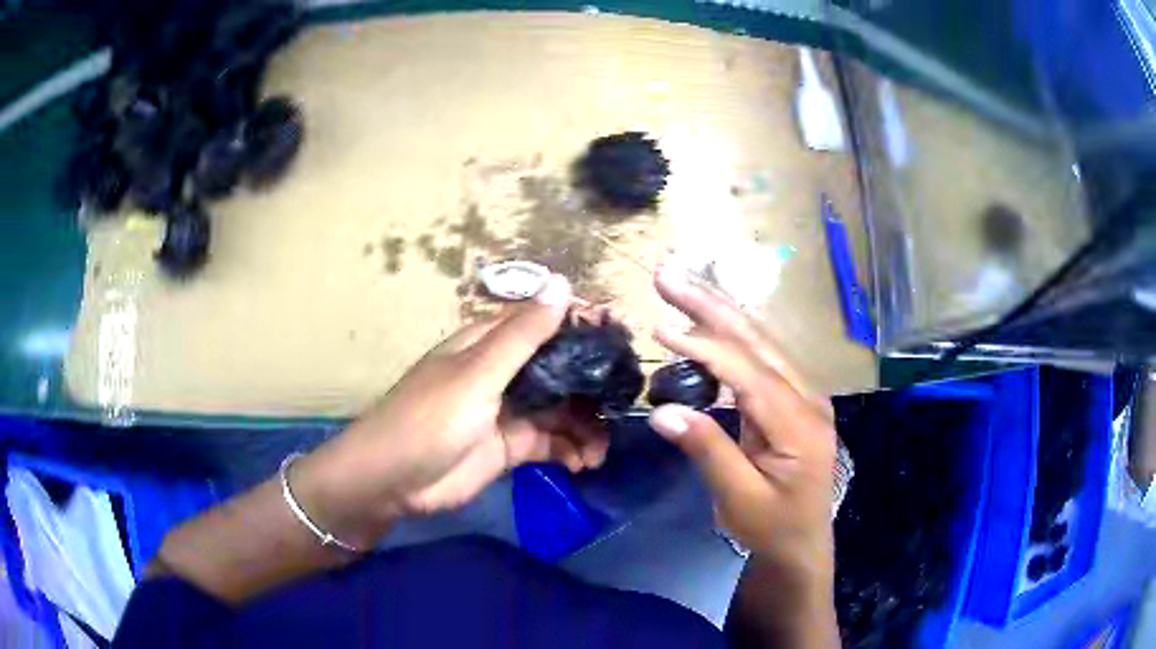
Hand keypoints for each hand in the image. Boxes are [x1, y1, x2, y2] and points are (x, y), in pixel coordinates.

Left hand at [295, 275, 608, 547]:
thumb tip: (562, 284)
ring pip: (561, 409)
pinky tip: (583, 463)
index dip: (585, 328)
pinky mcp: (511, 446)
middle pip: (561, 369)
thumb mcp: (477, 374)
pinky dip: (571, 450)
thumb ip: (523, 335)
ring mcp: (509, 411)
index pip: (547, 324)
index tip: (624, 339)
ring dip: (585, 426)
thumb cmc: (430, 419)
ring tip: (600, 449)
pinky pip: (552, 442)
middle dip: (593, 385)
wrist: (393, 480)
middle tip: (623, 403)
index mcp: (491, 344)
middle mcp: (505, 373)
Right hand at [647, 265, 836, 576]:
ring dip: (718, 310)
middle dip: (710, 305)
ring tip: (680, 286)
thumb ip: (708, 451)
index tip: (660, 328)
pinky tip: (705, 321)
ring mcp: (802, 394)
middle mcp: (807, 397)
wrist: (803, 542)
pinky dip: (727, 334)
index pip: (749, 372)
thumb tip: (661, 411)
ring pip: (760, 340)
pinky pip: (759, 356)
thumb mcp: (739, 499)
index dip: (705, 347)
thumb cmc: (774, 526)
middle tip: (667, 275)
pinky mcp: (791, 398)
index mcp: (800, 423)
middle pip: (758, 340)